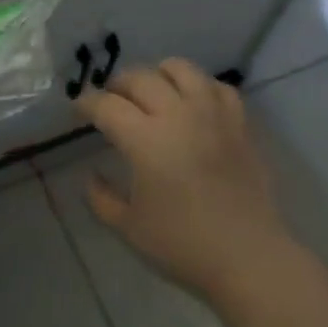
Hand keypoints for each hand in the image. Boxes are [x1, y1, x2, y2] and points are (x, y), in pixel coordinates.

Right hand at [75, 60, 290, 300]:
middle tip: (110, 101)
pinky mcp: (239, 123)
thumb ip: (102, 198)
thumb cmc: (183, 245)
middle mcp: (177, 115)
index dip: (86, 103)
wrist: (249, 258)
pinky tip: (193, 104)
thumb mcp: (129, 227)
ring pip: (181, 69)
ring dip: (158, 74)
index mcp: (145, 139)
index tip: (78, 109)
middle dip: (117, 84)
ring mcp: (212, 114)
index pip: (106, 105)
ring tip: (152, 92)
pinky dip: (199, 87)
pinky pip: (217, 87)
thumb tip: (92, 176)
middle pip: (140, 78)